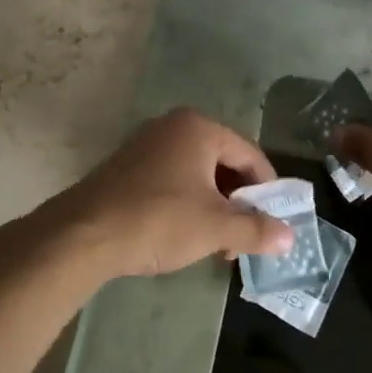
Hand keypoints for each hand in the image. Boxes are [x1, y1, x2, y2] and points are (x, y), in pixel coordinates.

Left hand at [38, 108, 293, 279]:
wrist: (82, 235)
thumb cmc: (158, 220)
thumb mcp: (215, 228)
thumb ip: (256, 230)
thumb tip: (290, 237)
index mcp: (199, 129)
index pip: (251, 156)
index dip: (268, 192)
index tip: (273, 224)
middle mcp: (173, 127)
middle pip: (224, 164)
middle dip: (238, 204)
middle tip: (242, 240)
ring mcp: (146, 145)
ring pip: (197, 175)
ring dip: (214, 209)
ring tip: (216, 245)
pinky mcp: (126, 168)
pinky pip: (172, 181)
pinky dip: (187, 205)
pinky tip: (184, 236)